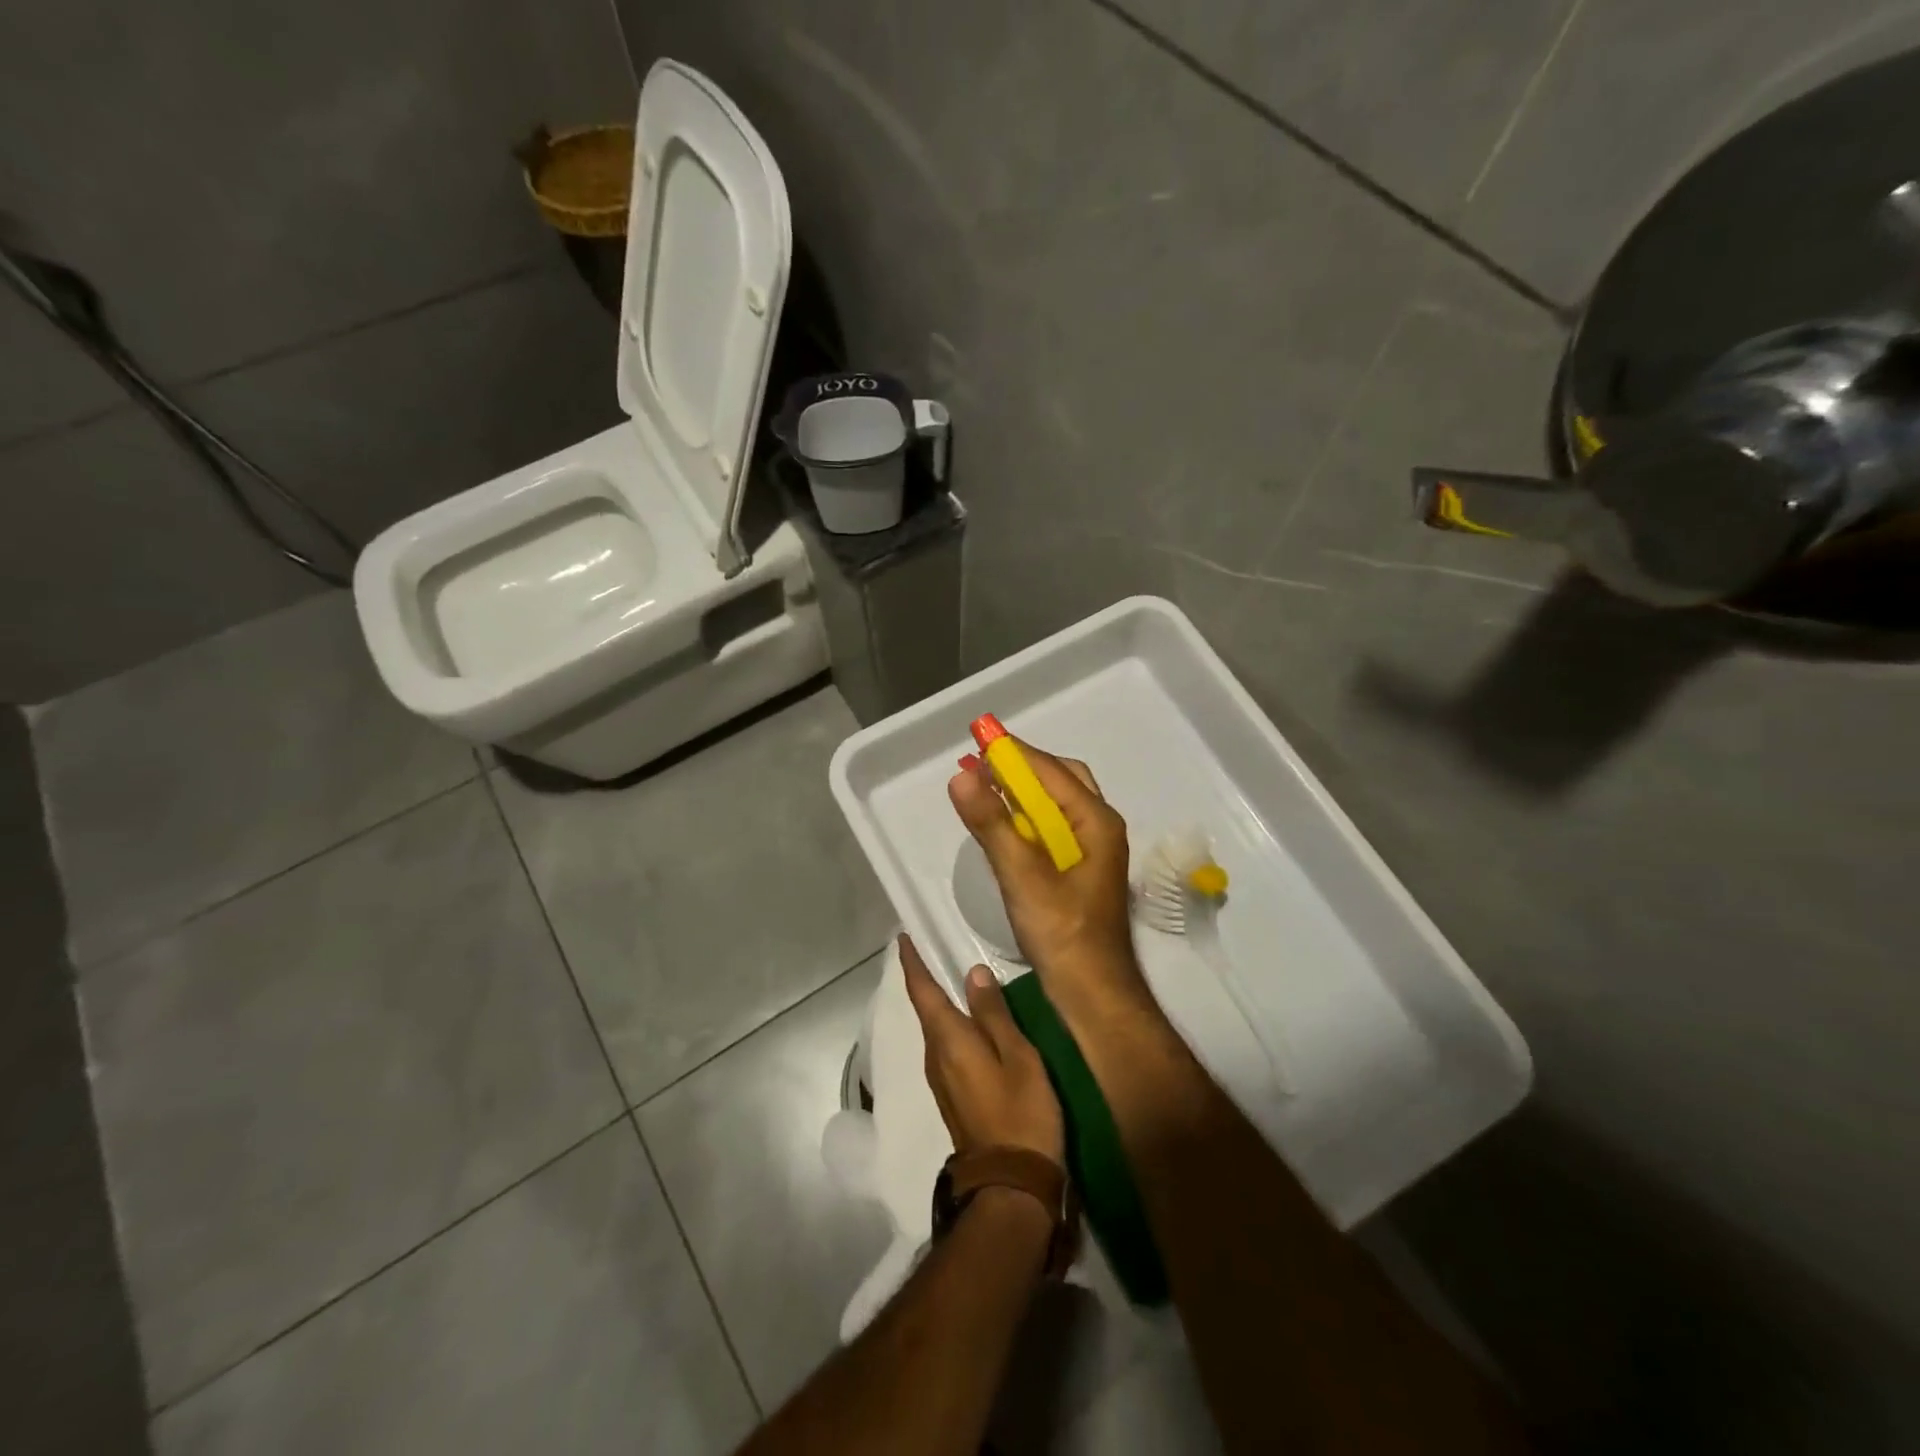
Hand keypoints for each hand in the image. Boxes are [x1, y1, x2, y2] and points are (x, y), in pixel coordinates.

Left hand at [900, 935, 1063, 1164]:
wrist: (1011, 1185)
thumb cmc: (1020, 1113)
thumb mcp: (1017, 1057)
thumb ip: (994, 1014)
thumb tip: (972, 973)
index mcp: (948, 1040)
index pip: (922, 991)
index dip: (912, 963)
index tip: (904, 937)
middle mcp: (935, 1056)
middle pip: (926, 1009)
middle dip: (926, 979)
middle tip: (934, 948)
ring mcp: (941, 1079)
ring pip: (936, 1029)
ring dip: (939, 1002)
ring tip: (953, 977)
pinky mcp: (952, 1095)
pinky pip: (946, 1047)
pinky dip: (951, 1025)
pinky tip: (969, 1022)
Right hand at [947, 742, 1153, 1023]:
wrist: (1091, 992)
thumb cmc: (1062, 933)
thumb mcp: (1021, 875)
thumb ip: (991, 824)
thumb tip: (962, 776)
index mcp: (1095, 821)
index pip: (1050, 770)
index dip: (1013, 752)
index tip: (978, 738)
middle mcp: (1100, 827)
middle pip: (1060, 780)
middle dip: (1020, 768)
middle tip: (981, 765)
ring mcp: (1093, 850)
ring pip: (1056, 805)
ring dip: (1022, 793)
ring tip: (984, 788)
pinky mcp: (1080, 871)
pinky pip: (1052, 829)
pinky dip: (1026, 818)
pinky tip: (1003, 828)